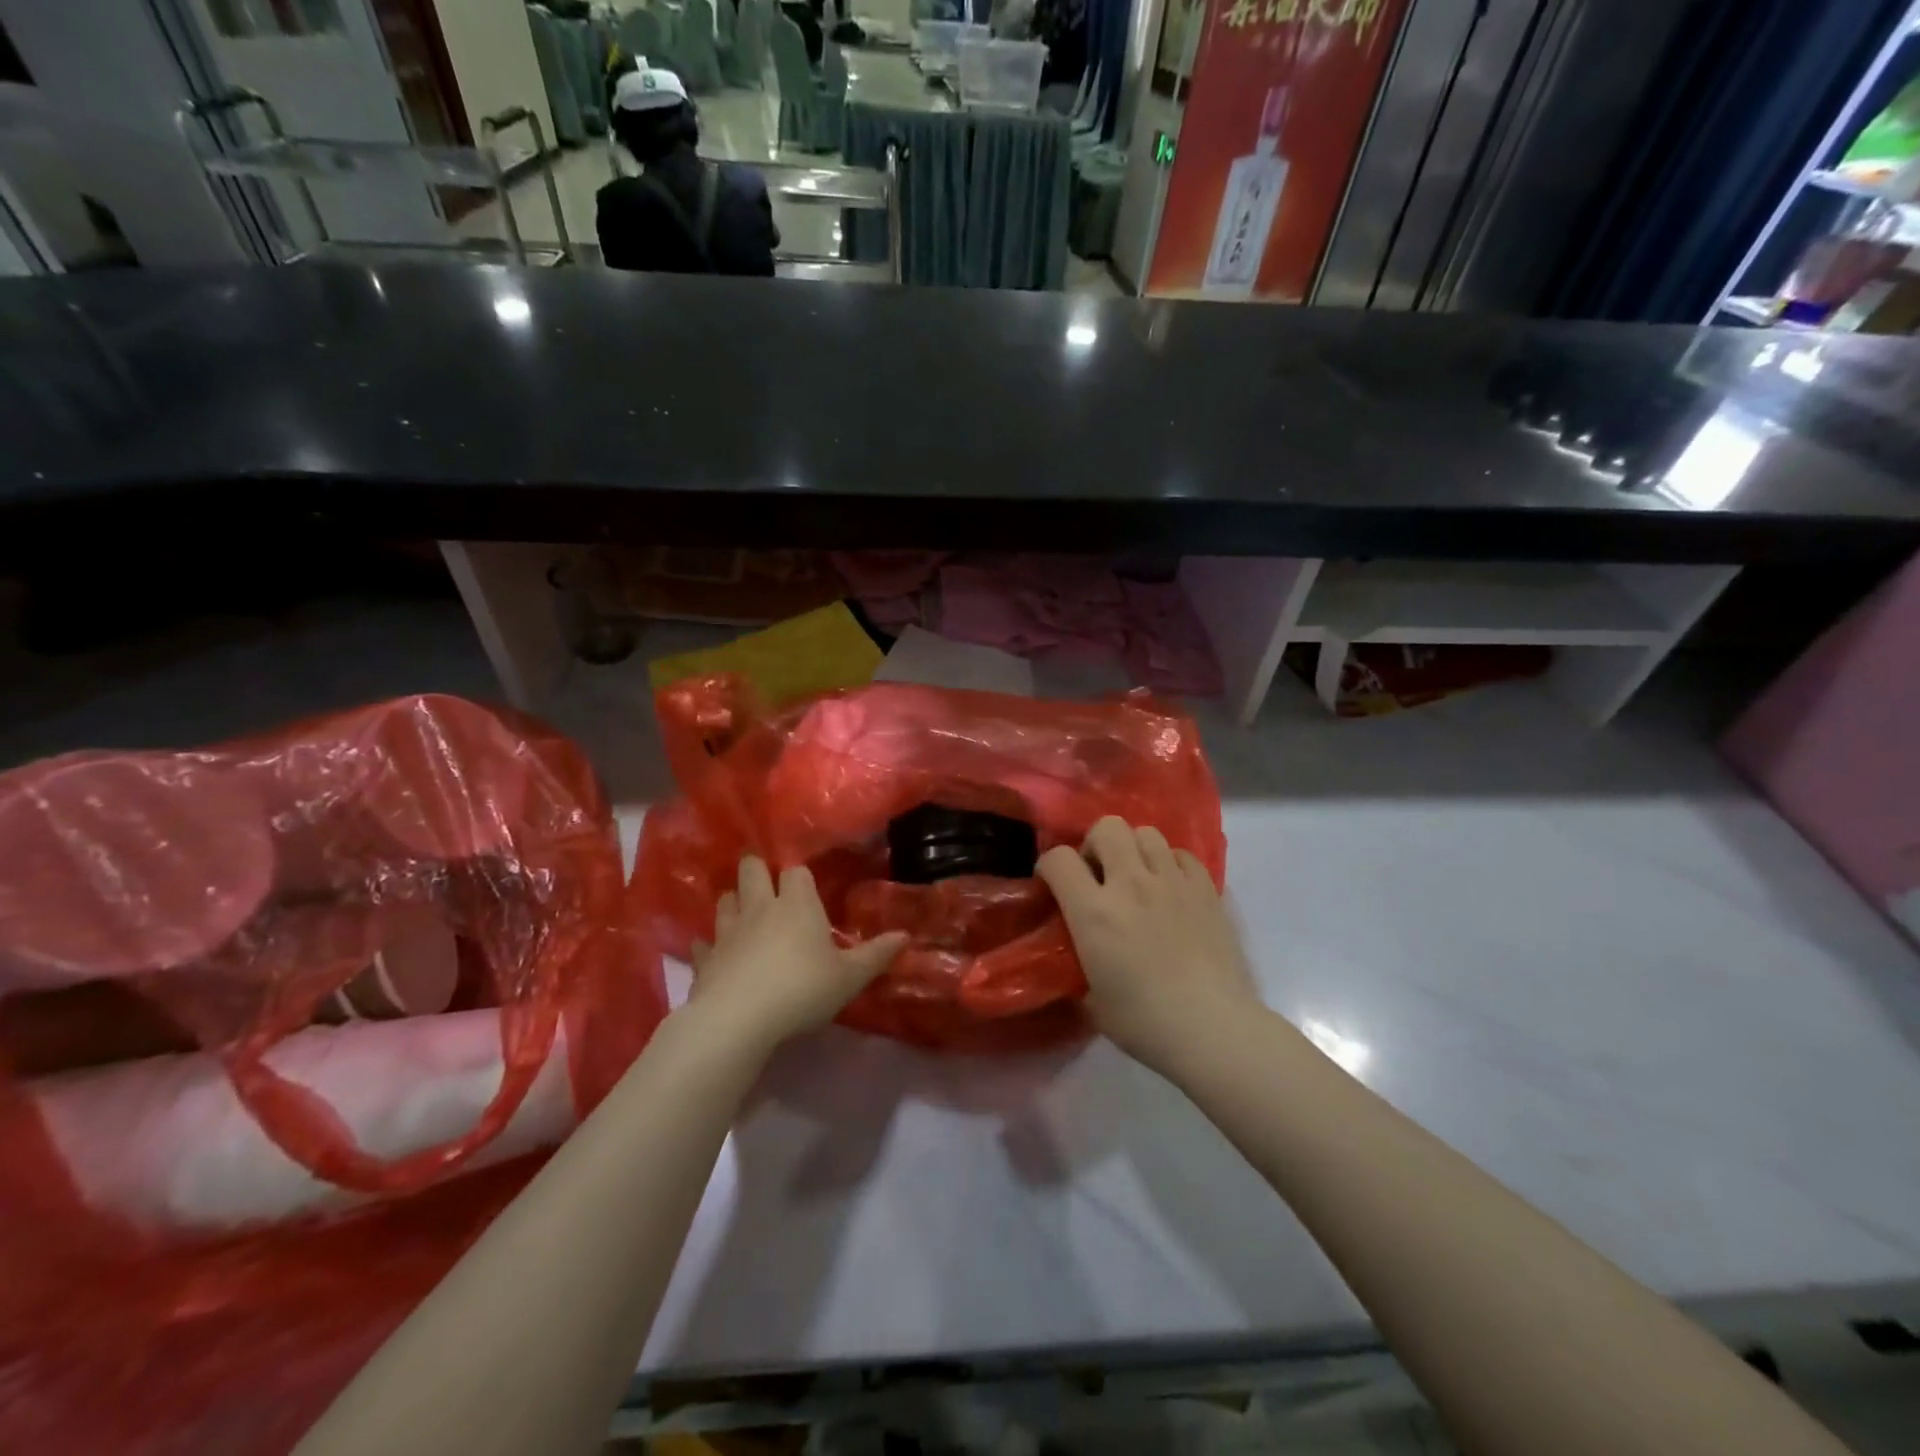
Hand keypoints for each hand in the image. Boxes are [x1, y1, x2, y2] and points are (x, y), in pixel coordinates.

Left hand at [688, 856, 904, 1052]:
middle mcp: (760, 908)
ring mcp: (728, 931)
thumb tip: (905, 935)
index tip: (805, 884)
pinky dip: (710, 945)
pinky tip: (715, 952)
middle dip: (757, 869)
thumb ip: (876, 955)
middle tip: (765, 880)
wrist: (738, 1020)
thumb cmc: (802, 990)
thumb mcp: (850, 978)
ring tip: (743, 911)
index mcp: (797, 905)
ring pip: (725, 900)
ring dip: (733, 901)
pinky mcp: (706, 959)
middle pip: (751, 870)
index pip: (796, 871)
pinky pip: (704, 943)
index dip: (800, 875)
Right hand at [1038, 817, 1258, 1074]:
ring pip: (1146, 832)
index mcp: (1094, 912)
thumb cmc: (1145, 1023)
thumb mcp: (1091, 1000)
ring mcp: (1172, 882)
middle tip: (1099, 875)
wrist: (1214, 1029)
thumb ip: (1079, 964)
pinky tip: (1170, 889)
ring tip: (1137, 877)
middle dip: (1095, 844)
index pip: (1059, 859)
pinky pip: (1182, 854)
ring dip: (1134, 849)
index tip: (1053, 884)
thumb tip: (1079, 955)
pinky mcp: (1206, 889)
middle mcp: (1131, 884)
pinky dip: (1170, 863)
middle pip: (1107, 827)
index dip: (1049, 866)